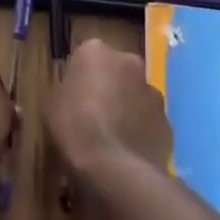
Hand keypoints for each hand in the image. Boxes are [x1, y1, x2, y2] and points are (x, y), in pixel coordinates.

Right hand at [45, 40, 171, 181]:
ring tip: (112, 137)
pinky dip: (141, 131)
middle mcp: (129, 61)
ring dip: (128, 107)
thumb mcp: (51, 103)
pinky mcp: (168, 122)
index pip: (86, 56)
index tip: (74, 96)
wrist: (114, 168)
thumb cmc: (74, 127)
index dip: (80, 77)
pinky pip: (150, 121)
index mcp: (95, 50)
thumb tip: (75, 91)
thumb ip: (65, 88)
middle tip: (93, 113)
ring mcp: (153, 92)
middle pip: (116, 70)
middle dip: (109, 86)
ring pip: (136, 95)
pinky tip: (128, 152)